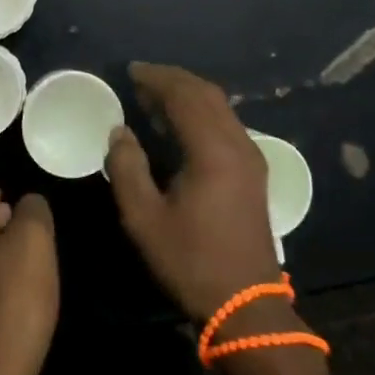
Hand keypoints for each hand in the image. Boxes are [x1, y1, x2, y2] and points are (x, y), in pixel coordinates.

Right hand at [104, 62, 282, 322]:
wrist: (246, 303)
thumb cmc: (191, 261)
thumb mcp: (144, 219)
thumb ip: (127, 168)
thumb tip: (120, 131)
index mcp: (212, 150)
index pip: (184, 96)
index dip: (156, 78)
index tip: (130, 71)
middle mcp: (237, 143)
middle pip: (206, 94)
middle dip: (173, 80)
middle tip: (141, 78)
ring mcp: (251, 156)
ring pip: (221, 107)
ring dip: (188, 95)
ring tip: (155, 97)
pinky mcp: (254, 171)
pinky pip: (227, 124)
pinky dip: (202, 112)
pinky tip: (181, 125)